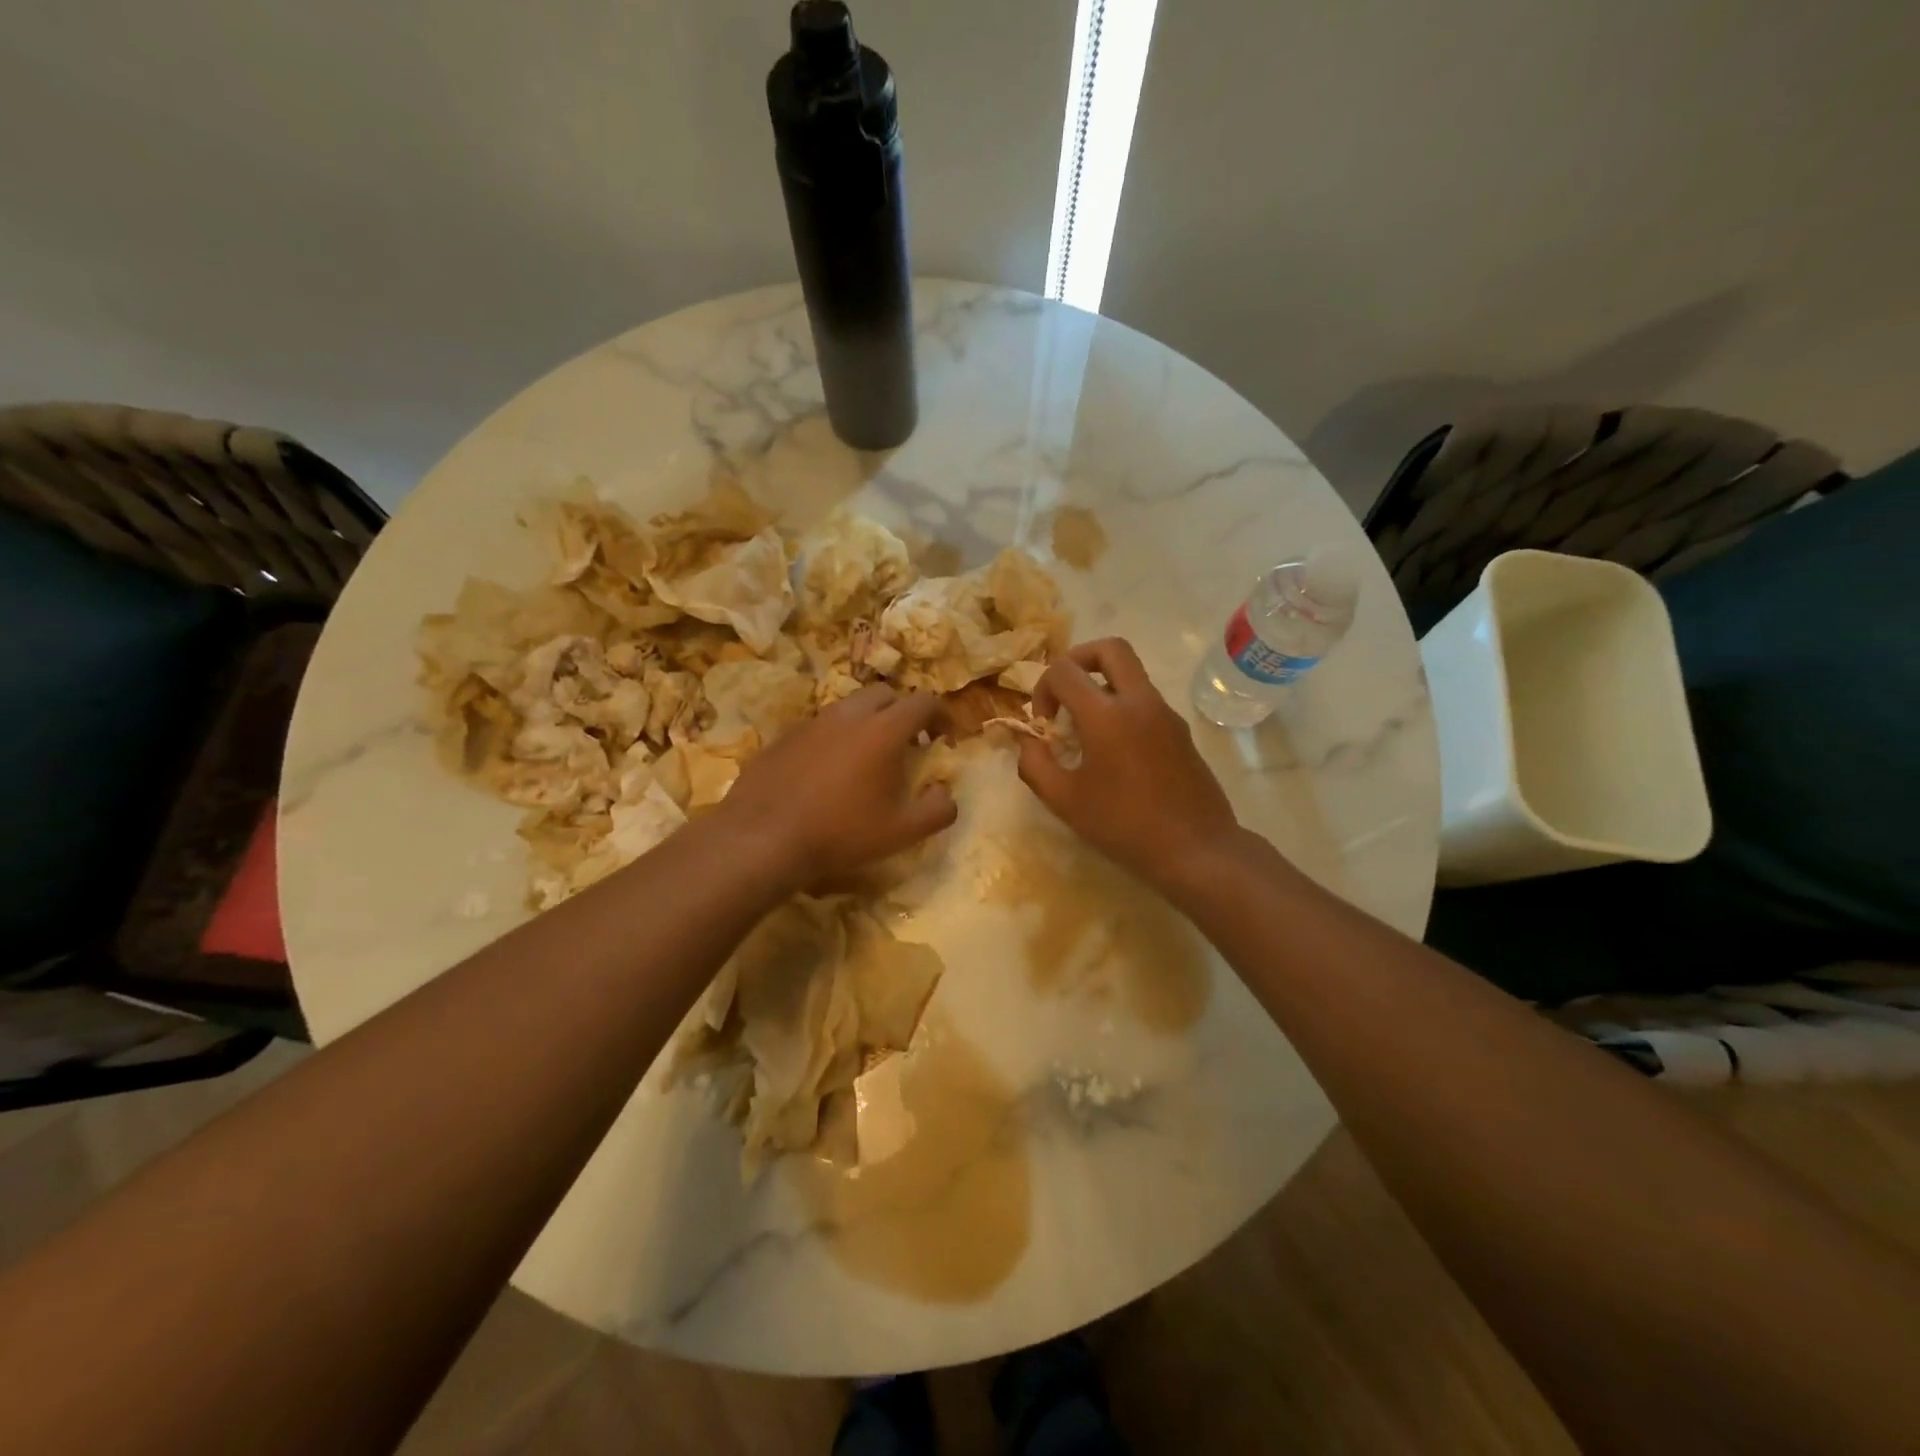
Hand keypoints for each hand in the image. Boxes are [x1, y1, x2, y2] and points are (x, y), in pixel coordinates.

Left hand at [717, 684, 957, 892]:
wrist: (763, 838)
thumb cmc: (841, 833)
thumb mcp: (902, 831)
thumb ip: (937, 809)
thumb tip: (947, 794)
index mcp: (883, 730)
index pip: (923, 702)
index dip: (941, 716)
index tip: (945, 737)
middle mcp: (848, 715)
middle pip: (885, 694)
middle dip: (903, 712)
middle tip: (908, 744)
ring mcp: (812, 722)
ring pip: (849, 707)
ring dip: (867, 722)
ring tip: (866, 758)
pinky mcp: (783, 736)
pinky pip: (819, 726)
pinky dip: (834, 738)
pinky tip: (827, 771)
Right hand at [1017, 638, 1242, 890]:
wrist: (1195, 849)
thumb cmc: (1123, 826)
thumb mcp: (1064, 800)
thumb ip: (1034, 764)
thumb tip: (1026, 740)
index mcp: (1106, 715)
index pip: (1065, 670)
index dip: (1043, 688)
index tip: (1043, 723)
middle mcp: (1139, 702)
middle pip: (1110, 648)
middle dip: (1078, 659)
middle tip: (1064, 692)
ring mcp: (1166, 713)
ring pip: (1131, 673)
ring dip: (1101, 685)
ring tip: (1085, 730)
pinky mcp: (1180, 730)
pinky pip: (1145, 700)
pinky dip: (1122, 706)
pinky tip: (1113, 751)